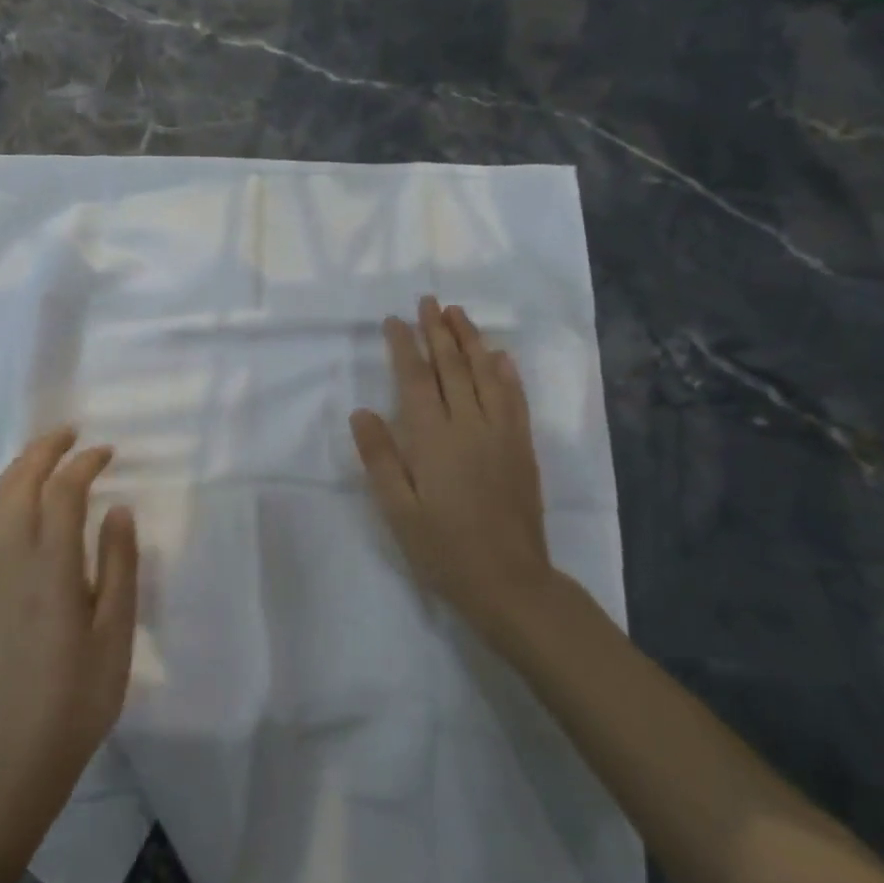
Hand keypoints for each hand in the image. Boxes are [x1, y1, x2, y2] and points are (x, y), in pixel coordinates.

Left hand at [0, 428, 138, 804]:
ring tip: (42, 455)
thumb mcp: (116, 629)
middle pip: (19, 485)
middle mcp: (12, 560)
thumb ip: (119, 563)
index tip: (106, 453)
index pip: (63, 492)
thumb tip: (118, 508)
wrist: (19, 749)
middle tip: (69, 433)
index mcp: (52, 566)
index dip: (84, 463)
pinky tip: (13, 501)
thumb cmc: (81, 692)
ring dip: (17, 469)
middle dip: (42, 451)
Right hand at [349, 297, 558, 646]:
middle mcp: (469, 424)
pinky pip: (515, 399)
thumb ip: (379, 458)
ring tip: (459, 313)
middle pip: (452, 367)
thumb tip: (361, 411)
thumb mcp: (398, 510)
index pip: (416, 378)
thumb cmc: (443, 549)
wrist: (509, 581)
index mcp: (433, 438)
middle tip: (429, 301)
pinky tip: (501, 356)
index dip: (404, 345)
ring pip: (485, 374)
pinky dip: (506, 373)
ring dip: (471, 340)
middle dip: (438, 330)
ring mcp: (501, 434)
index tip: (394, 320)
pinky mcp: (522, 448)